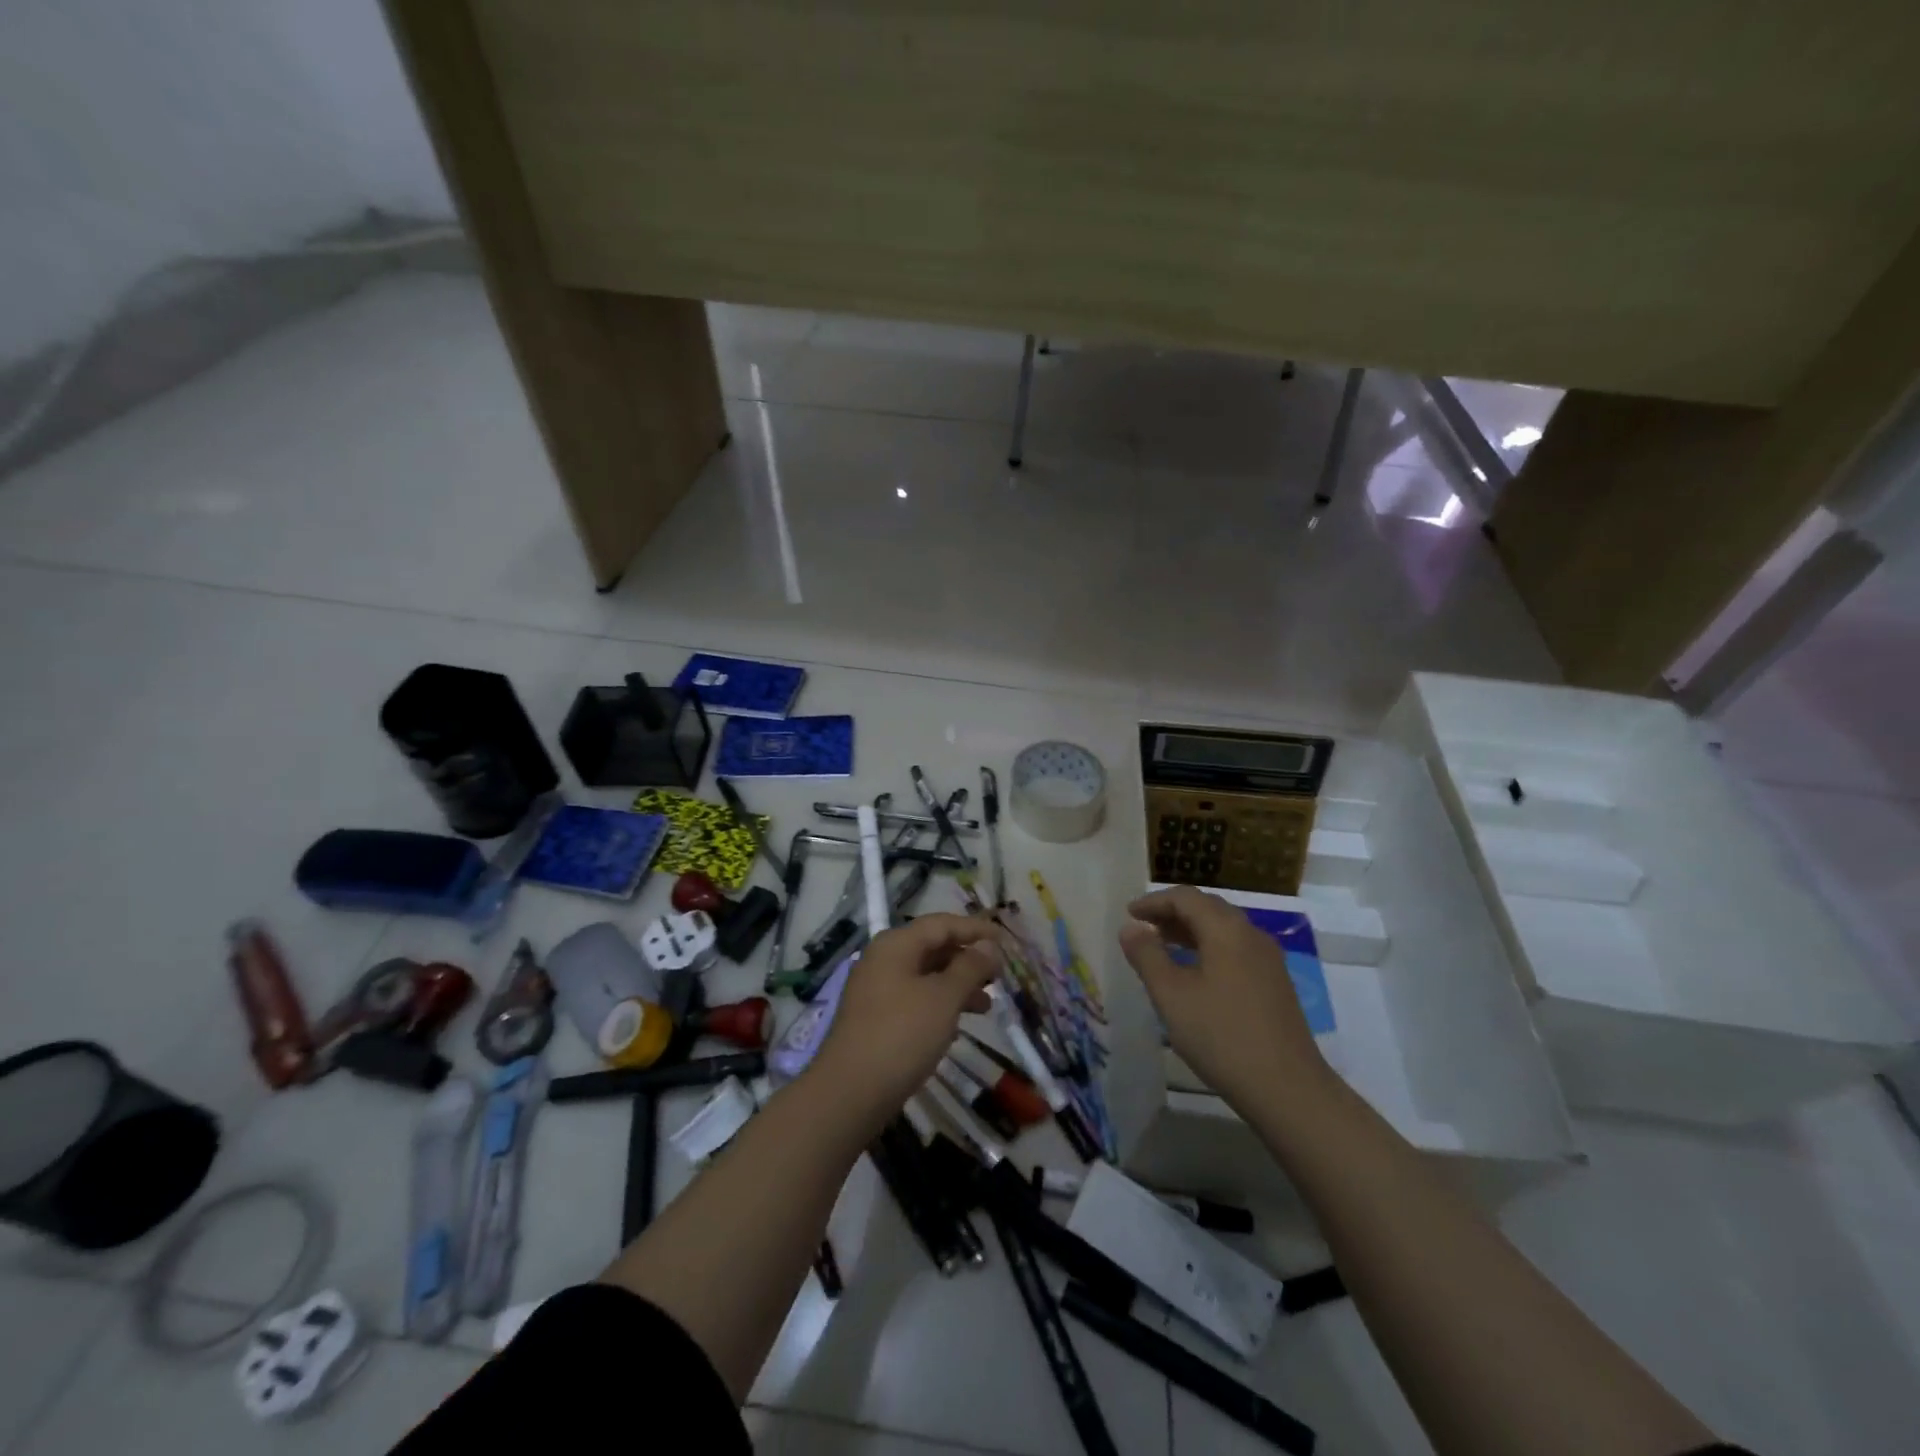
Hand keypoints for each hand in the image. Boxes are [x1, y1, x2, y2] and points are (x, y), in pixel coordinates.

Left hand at [813, 914, 1002, 1112]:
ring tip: (987, 1006)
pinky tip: (958, 1026)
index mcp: (896, 945)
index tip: (1006, 940)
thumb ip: (969, 968)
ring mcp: (876, 989)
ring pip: (925, 976)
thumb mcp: (943, 998)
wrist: (850, 1093)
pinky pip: (915, 999)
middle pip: (933, 947)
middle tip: (999, 975)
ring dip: (957, 985)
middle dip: (967, 959)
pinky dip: (939, 1005)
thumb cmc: (902, 1035)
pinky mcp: (876, 1018)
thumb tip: (989, 945)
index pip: (942, 924)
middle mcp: (883, 959)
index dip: (975, 929)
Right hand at [1118, 886, 1330, 1110]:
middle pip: (1207, 908)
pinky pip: (1235, 949)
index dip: (1154, 901)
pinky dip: (1209, 948)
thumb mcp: (1171, 995)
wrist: (1288, 1089)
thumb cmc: (1221, 1036)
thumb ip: (1147, 956)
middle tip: (1143, 927)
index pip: (1186, 897)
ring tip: (1162, 947)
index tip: (1129, 914)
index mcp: (1226, 929)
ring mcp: (1268, 960)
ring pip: (1223, 930)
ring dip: (1190, 931)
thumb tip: (1130, 928)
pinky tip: (1195, 974)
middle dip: (1173, 913)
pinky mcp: (1275, 983)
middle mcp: (1251, 934)